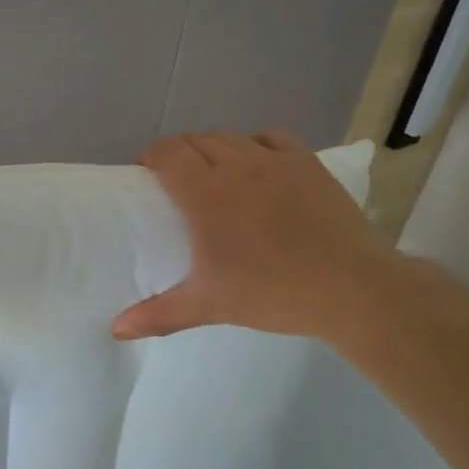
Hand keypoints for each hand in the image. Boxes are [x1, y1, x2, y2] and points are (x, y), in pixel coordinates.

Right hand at [112, 131, 399, 341]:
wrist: (352, 289)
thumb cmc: (272, 293)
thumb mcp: (208, 305)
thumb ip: (158, 313)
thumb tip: (116, 330)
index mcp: (205, 193)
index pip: (168, 153)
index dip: (152, 157)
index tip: (148, 175)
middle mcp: (236, 165)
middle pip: (196, 141)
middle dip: (179, 154)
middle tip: (177, 183)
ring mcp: (275, 160)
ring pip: (231, 138)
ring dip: (214, 150)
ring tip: (215, 176)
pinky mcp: (307, 162)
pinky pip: (270, 137)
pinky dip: (254, 145)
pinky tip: (257, 166)